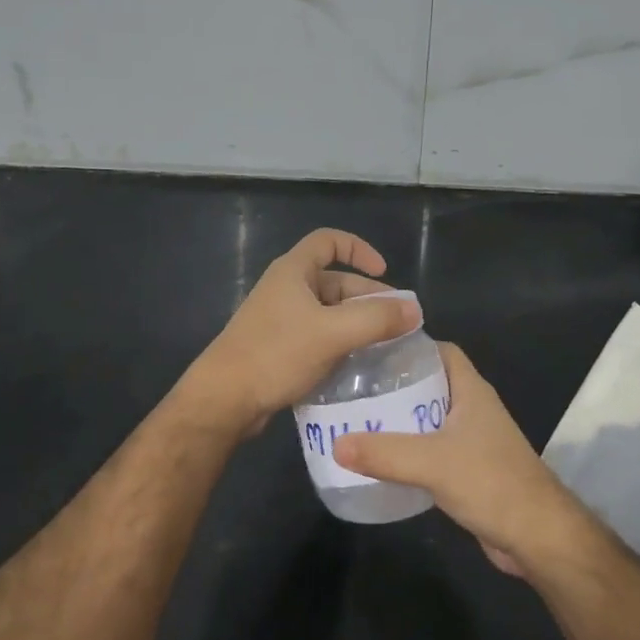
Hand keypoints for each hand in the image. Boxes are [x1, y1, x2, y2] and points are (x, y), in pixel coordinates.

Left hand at [177, 228, 420, 436]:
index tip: (384, 273)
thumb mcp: (332, 333)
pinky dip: (340, 344)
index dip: (359, 249)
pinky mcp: (279, 348)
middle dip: (368, 298)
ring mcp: (281, 320)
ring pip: (329, 313)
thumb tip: (415, 311)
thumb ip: (376, 319)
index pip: (329, 241)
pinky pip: (318, 337)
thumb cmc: (276, 354)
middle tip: (398, 323)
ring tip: (385, 347)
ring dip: (357, 324)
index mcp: (293, 271)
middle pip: (335, 281)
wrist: (225, 399)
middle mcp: (286, 289)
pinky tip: (358, 366)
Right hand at [334, 344, 591, 575]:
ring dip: (400, 419)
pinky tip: (382, 459)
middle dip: (395, 384)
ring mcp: (473, 440)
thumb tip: (336, 444)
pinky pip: (432, 449)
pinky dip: (409, 450)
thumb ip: (384, 453)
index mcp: (471, 390)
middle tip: (354, 388)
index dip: (409, 346)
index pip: (440, 350)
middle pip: (430, 383)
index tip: (371, 351)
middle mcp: (473, 408)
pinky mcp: (470, 469)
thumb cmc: (491, 483)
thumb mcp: (432, 463)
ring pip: (429, 418)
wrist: (538, 537)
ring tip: (359, 420)